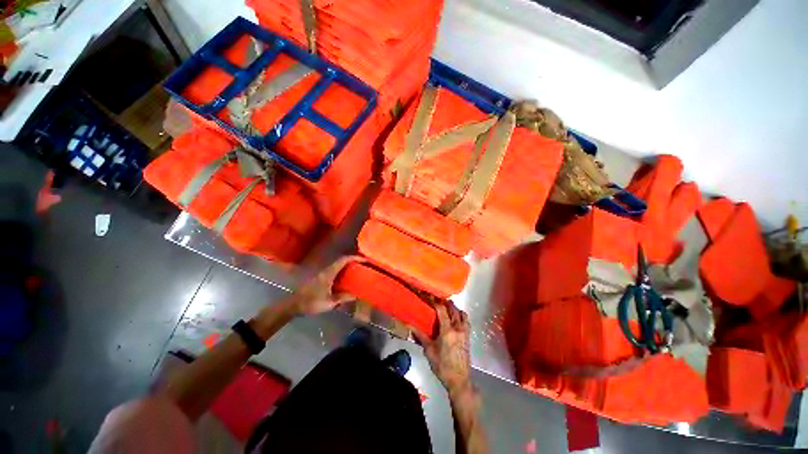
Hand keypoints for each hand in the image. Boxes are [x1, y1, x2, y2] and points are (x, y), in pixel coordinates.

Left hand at [290, 256, 362, 315]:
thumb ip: (342, 298)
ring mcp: (323, 273)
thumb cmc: (311, 303)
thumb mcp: (329, 303)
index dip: (354, 258)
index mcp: (329, 273)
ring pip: (338, 265)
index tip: (364, 260)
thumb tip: (355, 296)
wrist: (294, 305)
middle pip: (341, 260)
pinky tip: (346, 278)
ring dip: (348, 265)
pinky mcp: (321, 278)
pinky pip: (335, 270)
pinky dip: (343, 270)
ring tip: (358, 270)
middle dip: (353, 260)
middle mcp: (326, 270)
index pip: (343, 260)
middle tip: (363, 265)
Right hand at [414, 303, 471, 394]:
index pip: (442, 310)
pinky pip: (466, 321)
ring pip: (462, 313)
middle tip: (437, 300)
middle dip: (445, 302)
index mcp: (447, 330)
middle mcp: (458, 328)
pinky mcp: (468, 337)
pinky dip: (461, 315)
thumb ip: (421, 336)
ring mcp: (465, 332)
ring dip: (454, 308)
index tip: (429, 297)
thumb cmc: (442, 366)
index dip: (435, 301)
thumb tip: (409, 326)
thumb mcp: (429, 351)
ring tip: (446, 308)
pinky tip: (455, 319)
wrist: (459, 380)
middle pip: (453, 309)